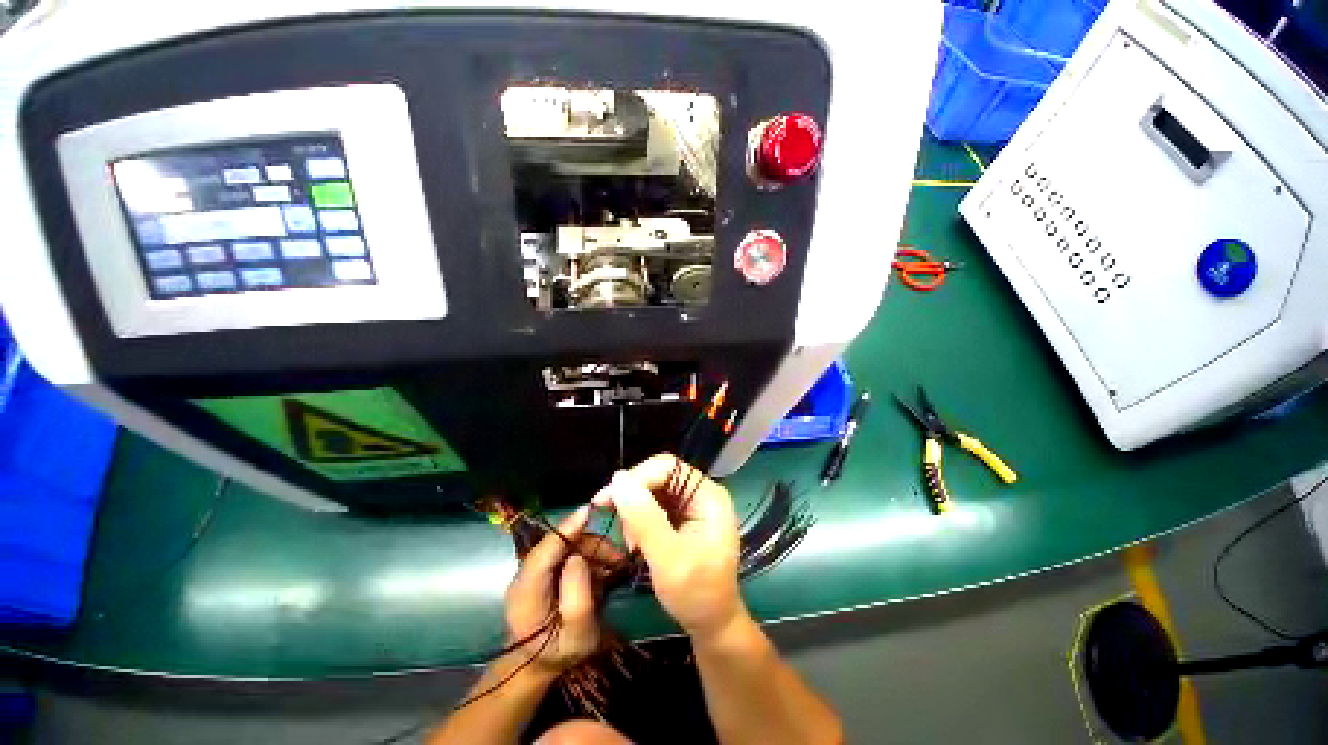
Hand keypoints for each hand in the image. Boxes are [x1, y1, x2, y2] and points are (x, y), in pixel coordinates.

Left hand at [504, 506, 599, 675]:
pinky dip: (588, 556)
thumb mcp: (577, 637)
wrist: (537, 667)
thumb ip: (578, 597)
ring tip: (616, 565)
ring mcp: (533, 572)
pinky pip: (566, 554)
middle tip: (619, 558)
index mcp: (526, 593)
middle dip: (591, 544)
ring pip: (566, 547)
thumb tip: (579, 557)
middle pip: (559, 545)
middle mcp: (525, 576)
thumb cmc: (559, 655)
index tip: (589, 511)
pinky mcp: (542, 571)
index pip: (545, 551)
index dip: (567, 528)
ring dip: (593, 550)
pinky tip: (604, 568)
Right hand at [593, 454, 744, 641]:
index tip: (605, 500)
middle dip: (633, 495)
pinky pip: (654, 504)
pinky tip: (634, 540)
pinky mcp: (682, 516)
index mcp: (709, 496)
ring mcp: (692, 504)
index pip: (668, 468)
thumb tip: (618, 479)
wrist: (712, 624)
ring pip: (653, 489)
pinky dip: (638, 519)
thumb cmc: (696, 595)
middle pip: (659, 475)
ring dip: (634, 509)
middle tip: (610, 518)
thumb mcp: (668, 559)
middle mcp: (702, 492)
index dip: (635, 477)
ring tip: (630, 541)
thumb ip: (644, 518)